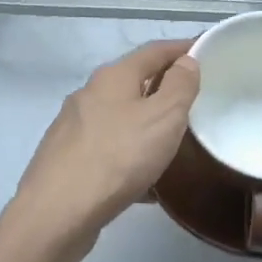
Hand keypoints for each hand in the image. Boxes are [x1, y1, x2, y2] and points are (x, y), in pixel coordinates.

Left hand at [1, 40, 199, 261]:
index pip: (154, 51)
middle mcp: (88, 95)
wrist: (56, 213)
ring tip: (172, 142)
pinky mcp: (66, 160)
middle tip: (194, 100)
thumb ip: (179, 86)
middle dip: (163, 87)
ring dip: (145, 123)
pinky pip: (108, 149)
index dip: (181, 48)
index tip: (206, 52)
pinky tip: (145, 182)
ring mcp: (73, 127)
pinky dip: (130, 155)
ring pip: (119, 117)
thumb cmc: (117, 157)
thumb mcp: (163, 117)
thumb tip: (185, 61)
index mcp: (113, 77)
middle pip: (133, 82)